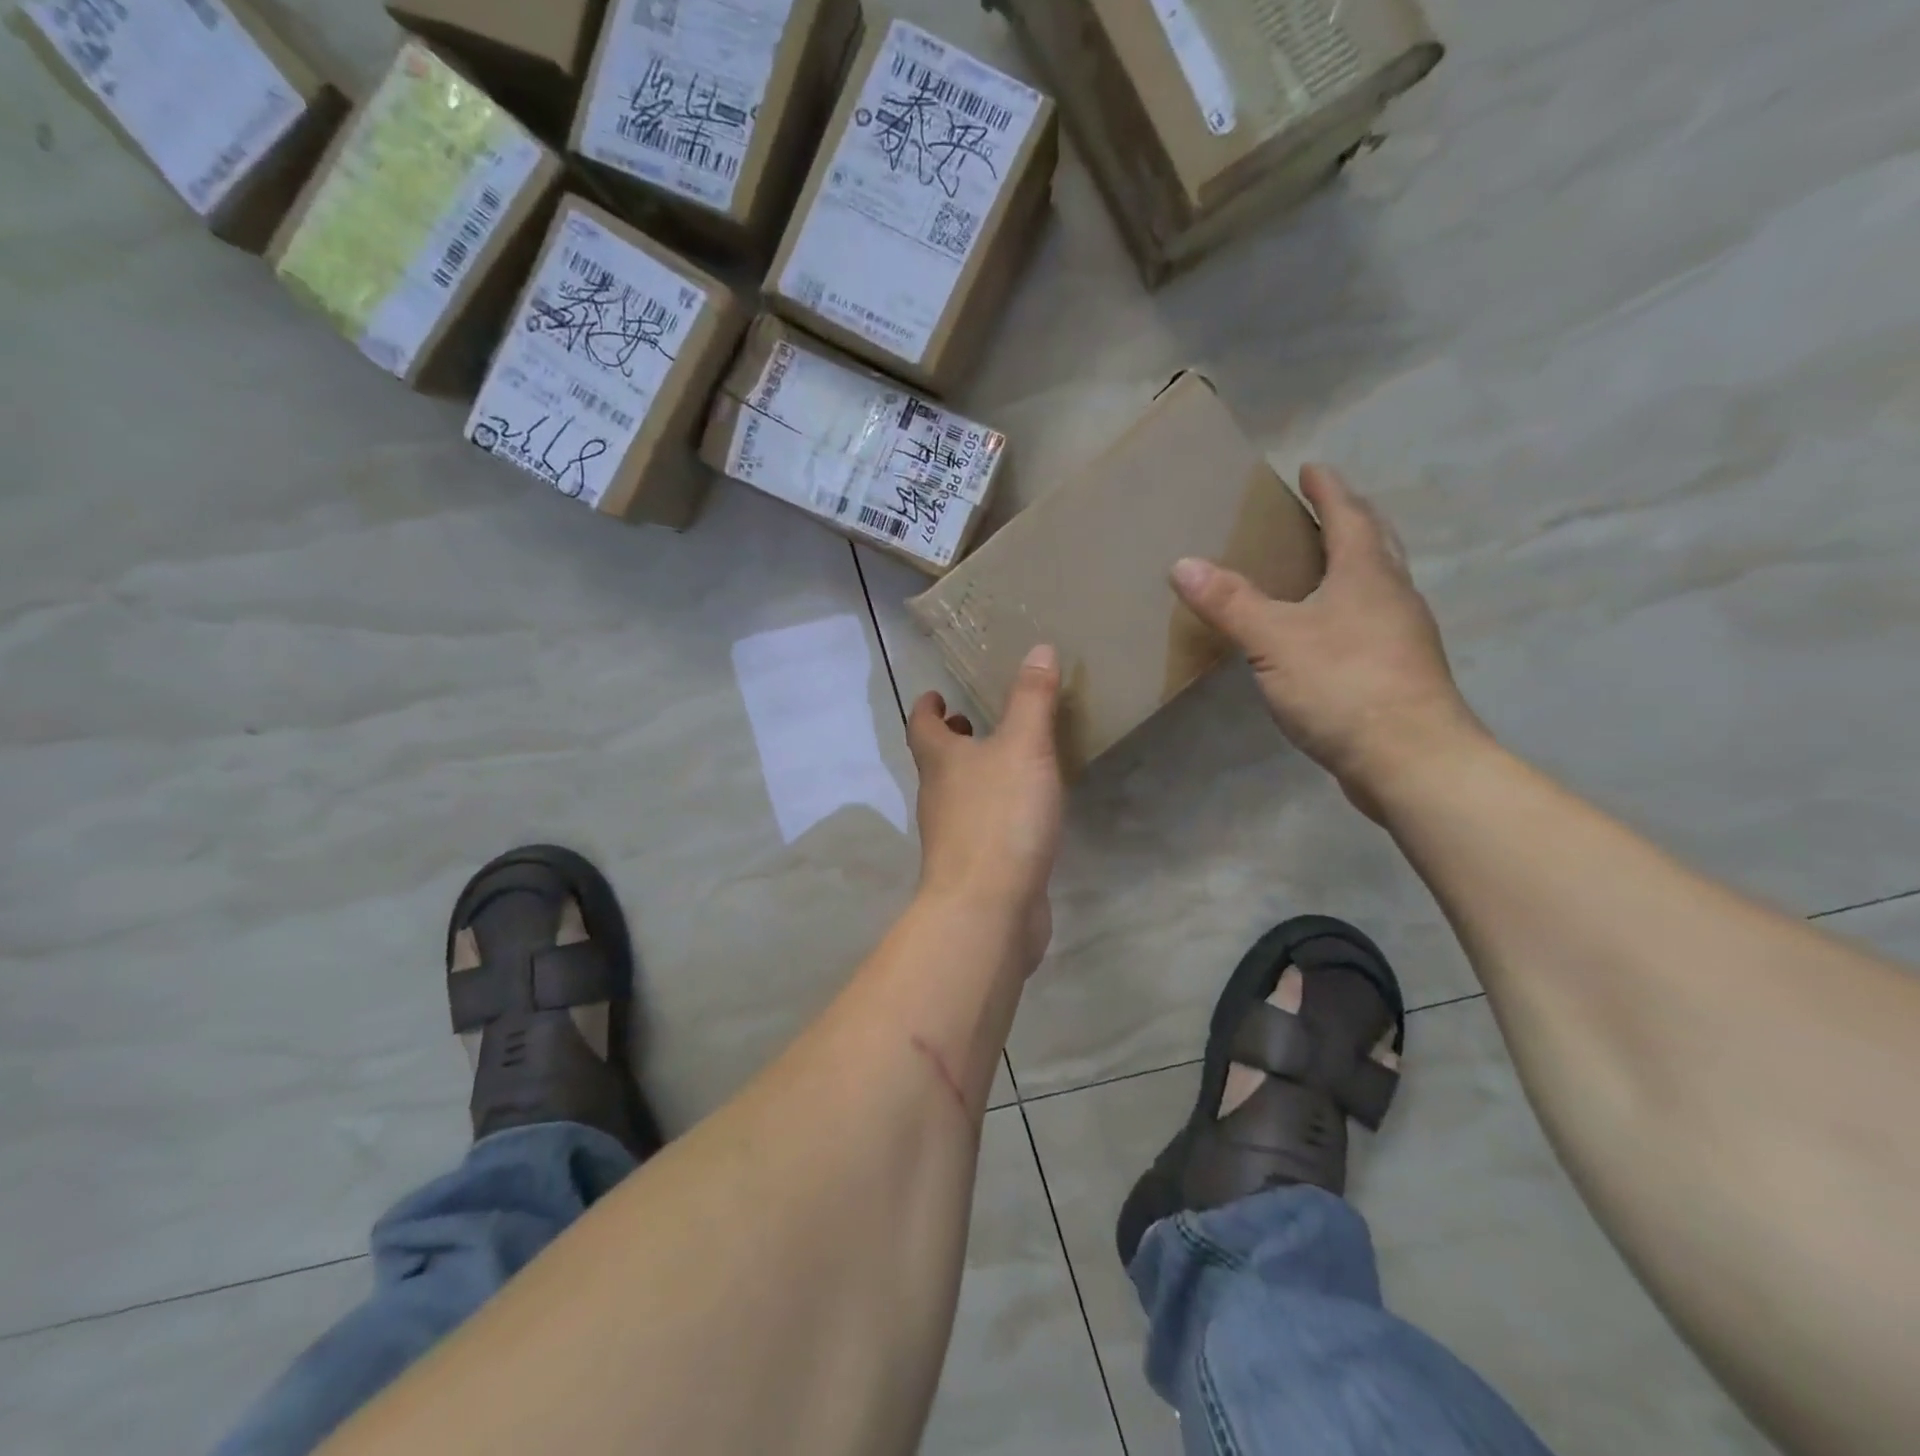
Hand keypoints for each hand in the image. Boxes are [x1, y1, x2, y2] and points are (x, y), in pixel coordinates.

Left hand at [906, 645, 1063, 965]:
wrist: (988, 909)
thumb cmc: (1000, 817)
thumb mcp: (1024, 747)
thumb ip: (1032, 699)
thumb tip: (1038, 648)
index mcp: (940, 762)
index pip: (922, 725)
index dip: (926, 707)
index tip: (935, 693)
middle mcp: (938, 797)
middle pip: (936, 761)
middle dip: (952, 739)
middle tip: (973, 721)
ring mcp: (953, 836)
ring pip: (958, 794)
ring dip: (974, 774)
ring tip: (1006, 759)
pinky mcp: (975, 867)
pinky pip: (982, 826)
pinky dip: (994, 810)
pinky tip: (1024, 812)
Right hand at [1171, 465, 1485, 816]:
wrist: (1410, 759)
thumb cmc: (1343, 685)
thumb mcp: (1274, 640)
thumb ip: (1230, 602)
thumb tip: (1182, 563)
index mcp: (1366, 574)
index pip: (1348, 516)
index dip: (1328, 490)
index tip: (1311, 468)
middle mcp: (1393, 595)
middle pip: (1374, 543)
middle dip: (1350, 519)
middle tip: (1323, 508)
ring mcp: (1403, 636)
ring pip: (1378, 583)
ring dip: (1354, 564)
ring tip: (1322, 565)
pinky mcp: (1400, 672)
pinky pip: (1373, 621)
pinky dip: (1351, 608)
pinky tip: (1328, 631)